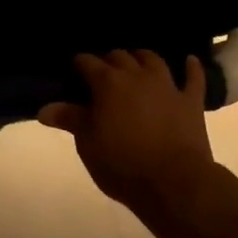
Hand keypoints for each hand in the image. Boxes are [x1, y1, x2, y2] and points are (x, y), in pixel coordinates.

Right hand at [39, 51, 217, 215]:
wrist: (173, 182)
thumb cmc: (122, 164)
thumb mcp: (87, 144)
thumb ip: (70, 119)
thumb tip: (44, 108)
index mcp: (107, 83)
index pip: (87, 62)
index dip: (78, 64)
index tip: (73, 71)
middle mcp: (137, 76)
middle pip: (120, 56)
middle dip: (108, 60)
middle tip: (101, 73)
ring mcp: (167, 86)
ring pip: (153, 59)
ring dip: (141, 57)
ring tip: (135, 62)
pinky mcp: (190, 101)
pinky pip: (193, 77)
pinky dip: (191, 67)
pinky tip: (189, 60)